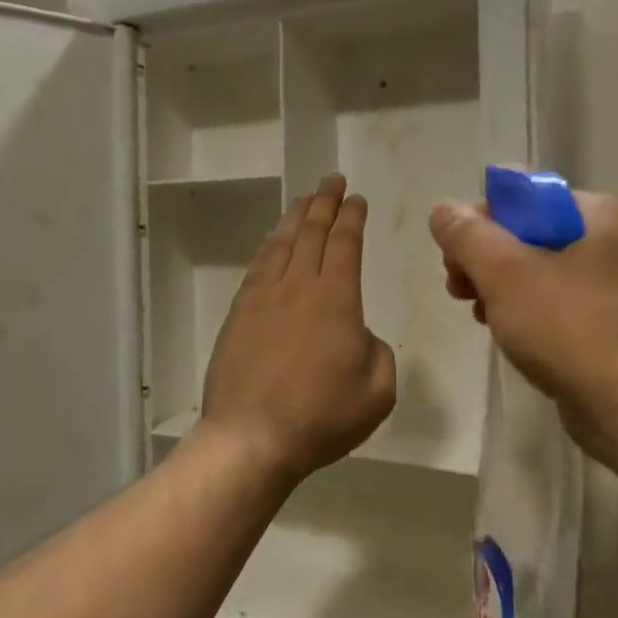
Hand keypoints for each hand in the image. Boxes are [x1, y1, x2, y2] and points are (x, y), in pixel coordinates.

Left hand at [199, 174, 397, 485]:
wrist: (251, 438)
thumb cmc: (322, 417)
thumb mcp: (377, 391)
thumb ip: (378, 352)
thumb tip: (358, 335)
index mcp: (336, 299)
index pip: (345, 243)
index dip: (351, 217)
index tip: (356, 198)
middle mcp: (298, 287)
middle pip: (311, 233)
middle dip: (324, 202)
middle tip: (332, 180)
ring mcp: (263, 299)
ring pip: (281, 244)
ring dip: (295, 217)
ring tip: (304, 200)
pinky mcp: (239, 315)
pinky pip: (257, 267)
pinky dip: (268, 246)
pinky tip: (272, 242)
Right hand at [429, 191, 617, 469]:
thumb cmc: (570, 326)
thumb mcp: (505, 272)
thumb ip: (468, 236)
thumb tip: (443, 211)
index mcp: (598, 215)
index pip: (526, 199)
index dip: (480, 221)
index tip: (452, 255)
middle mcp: (613, 245)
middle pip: (530, 238)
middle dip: (486, 261)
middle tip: (456, 288)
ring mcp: (616, 292)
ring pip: (541, 277)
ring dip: (501, 291)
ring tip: (477, 315)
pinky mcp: (611, 332)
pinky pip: (558, 311)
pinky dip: (527, 318)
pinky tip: (506, 337)